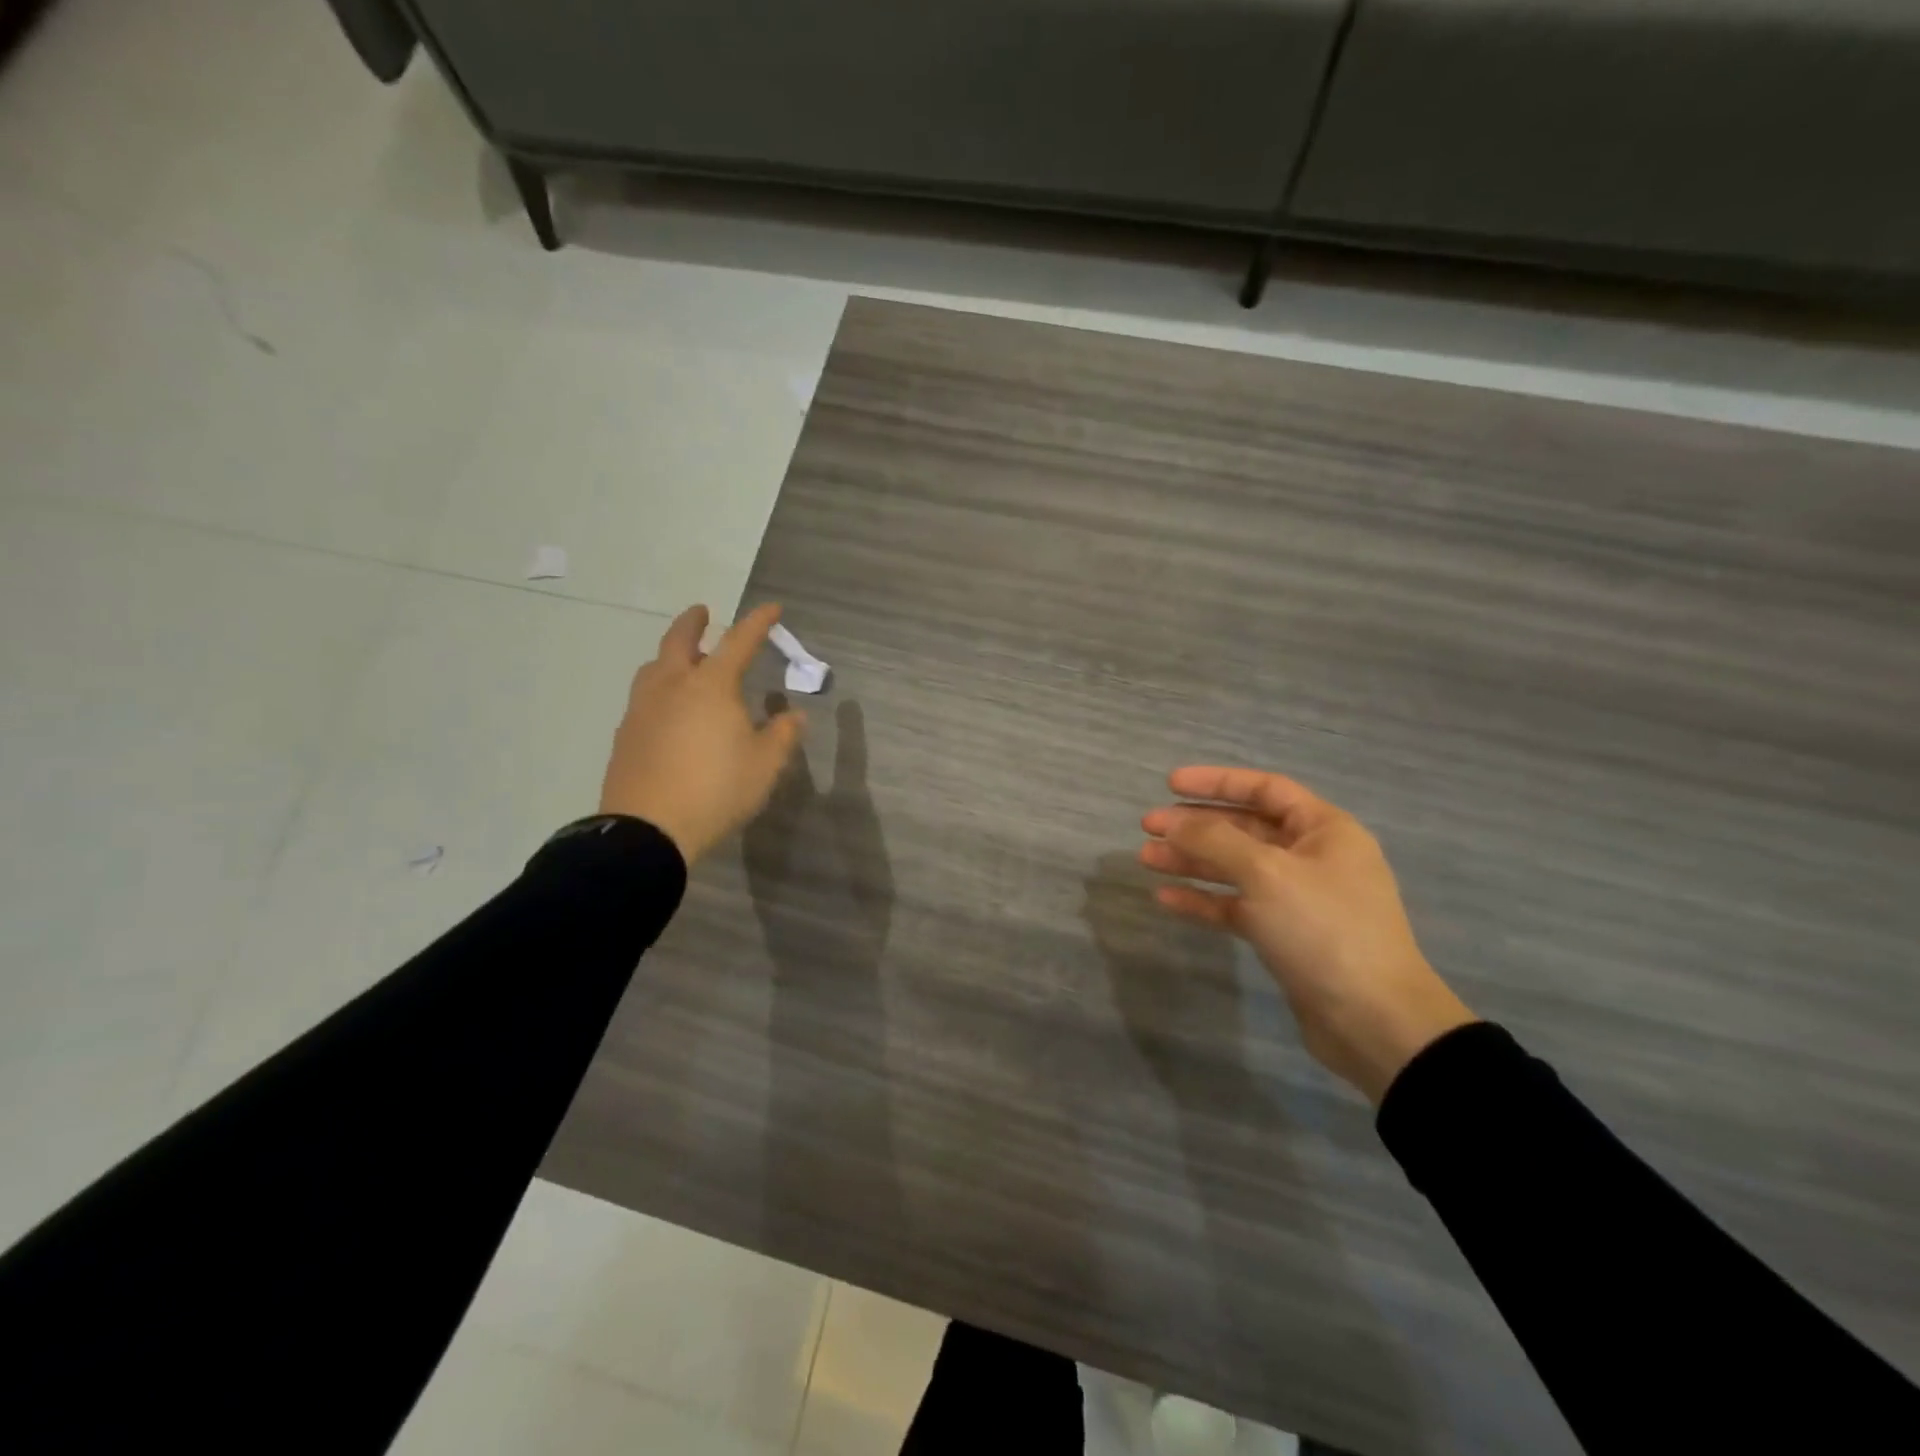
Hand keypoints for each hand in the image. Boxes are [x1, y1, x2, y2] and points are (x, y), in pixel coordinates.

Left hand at [599, 603, 804, 864]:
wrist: (649, 829)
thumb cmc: (717, 790)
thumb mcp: (765, 765)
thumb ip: (783, 735)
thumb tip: (794, 716)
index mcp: (711, 686)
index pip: (739, 641)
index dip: (758, 622)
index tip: (772, 608)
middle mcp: (673, 686)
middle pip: (680, 640)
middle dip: (694, 622)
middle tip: (703, 613)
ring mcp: (643, 708)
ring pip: (654, 666)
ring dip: (671, 654)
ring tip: (684, 661)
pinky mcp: (626, 734)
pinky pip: (644, 697)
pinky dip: (659, 687)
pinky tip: (667, 708)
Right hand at [1140, 766, 1474, 1103]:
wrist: (1374, 1022)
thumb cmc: (1324, 929)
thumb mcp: (1266, 873)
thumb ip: (1215, 840)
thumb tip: (1173, 822)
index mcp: (1324, 830)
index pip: (1264, 789)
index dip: (1216, 782)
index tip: (1170, 784)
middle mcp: (1312, 857)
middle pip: (1244, 828)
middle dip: (1195, 825)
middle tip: (1148, 826)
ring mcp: (1297, 899)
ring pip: (1235, 868)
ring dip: (1192, 861)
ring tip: (1147, 859)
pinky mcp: (1283, 935)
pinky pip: (1236, 906)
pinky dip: (1204, 900)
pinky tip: (1166, 898)